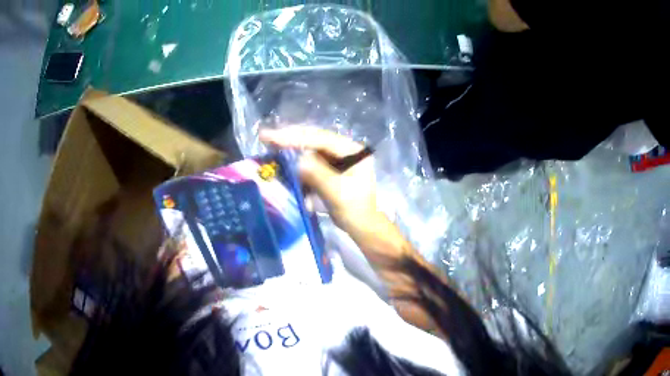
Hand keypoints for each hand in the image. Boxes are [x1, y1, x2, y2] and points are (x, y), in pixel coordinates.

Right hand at [260, 127, 380, 233]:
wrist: (362, 227)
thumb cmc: (355, 210)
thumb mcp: (337, 192)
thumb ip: (318, 174)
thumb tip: (298, 161)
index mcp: (353, 151)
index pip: (321, 139)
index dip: (295, 136)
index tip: (272, 136)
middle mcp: (345, 150)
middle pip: (314, 140)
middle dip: (290, 139)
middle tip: (266, 136)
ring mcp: (337, 159)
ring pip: (310, 150)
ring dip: (292, 151)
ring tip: (271, 146)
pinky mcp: (330, 169)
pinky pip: (310, 164)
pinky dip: (298, 167)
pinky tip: (285, 162)